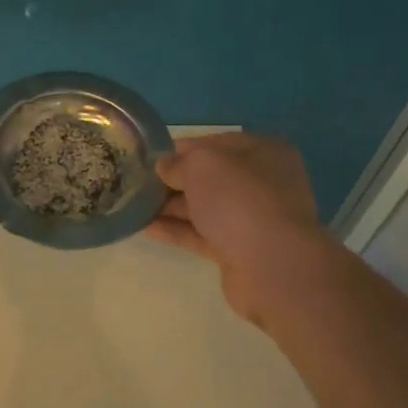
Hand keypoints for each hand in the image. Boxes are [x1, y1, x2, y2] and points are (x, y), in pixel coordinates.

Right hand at [147, 132, 334, 326]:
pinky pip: (202, 234)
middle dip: (175, 179)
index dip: (183, 148)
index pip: (217, 143)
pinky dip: (176, 230)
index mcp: (263, 152)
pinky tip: (146, 227)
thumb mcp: (202, 165)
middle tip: (138, 182)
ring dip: (171, 205)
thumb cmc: (240, 199)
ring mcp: (252, 219)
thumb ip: (178, 163)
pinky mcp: (239, 250)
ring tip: (134, 204)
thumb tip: (164, 166)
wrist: (272, 265)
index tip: (151, 156)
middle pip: (211, 177)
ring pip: (205, 207)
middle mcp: (262, 183)